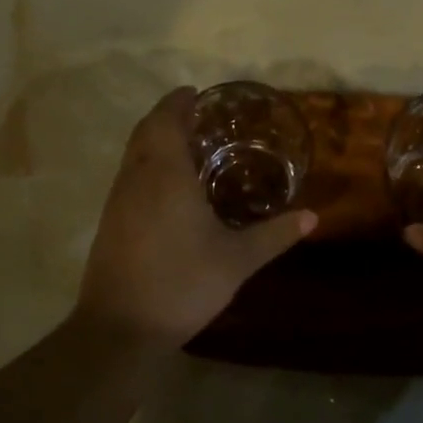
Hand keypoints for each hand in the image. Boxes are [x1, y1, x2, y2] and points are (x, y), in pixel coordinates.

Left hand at [75, 87, 316, 350]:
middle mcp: (137, 177)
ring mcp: (117, 199)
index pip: (166, 120)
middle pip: (145, 130)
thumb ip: (274, 235)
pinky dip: (146, 163)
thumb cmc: (182, 284)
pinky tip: (165, 185)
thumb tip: (313, 217)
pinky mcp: (109, 221)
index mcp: (166, 174)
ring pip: (133, 152)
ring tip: (184, 144)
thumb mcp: (237, 261)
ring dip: (154, 138)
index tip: (196, 92)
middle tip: (195, 114)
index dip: (178, 102)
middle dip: (167, 115)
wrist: (120, 330)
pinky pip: (128, 174)